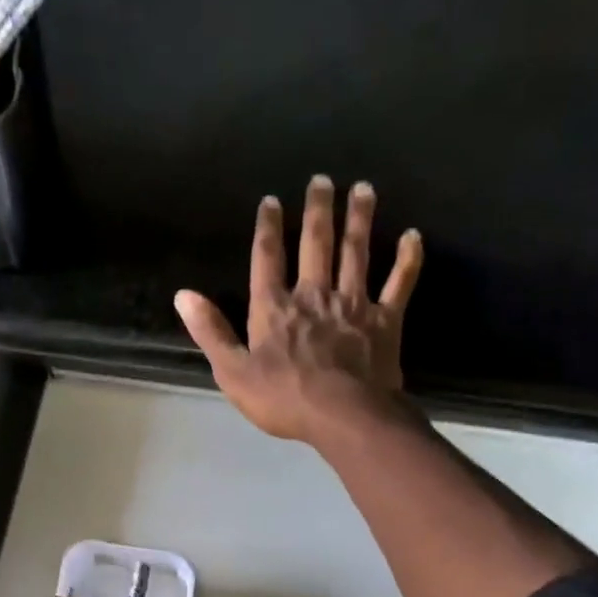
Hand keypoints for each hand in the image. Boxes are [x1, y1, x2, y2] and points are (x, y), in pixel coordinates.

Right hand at [175, 176, 423, 446]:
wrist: (344, 417)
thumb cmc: (283, 399)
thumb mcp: (233, 372)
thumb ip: (211, 332)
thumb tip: (184, 295)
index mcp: (275, 309)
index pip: (267, 259)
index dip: (267, 228)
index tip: (271, 200)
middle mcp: (314, 295)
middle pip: (316, 244)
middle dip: (317, 210)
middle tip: (322, 179)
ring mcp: (353, 304)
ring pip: (357, 253)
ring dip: (360, 219)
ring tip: (364, 189)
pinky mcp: (385, 320)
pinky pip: (399, 283)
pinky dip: (407, 259)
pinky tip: (413, 236)